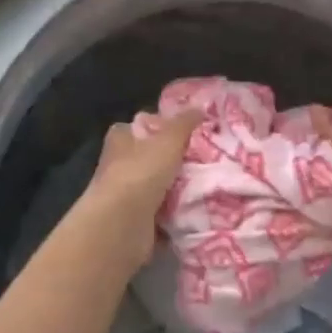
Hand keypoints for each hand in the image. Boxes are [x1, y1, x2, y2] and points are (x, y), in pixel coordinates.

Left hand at [78, 110, 202, 265]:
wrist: (122, 225)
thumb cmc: (141, 173)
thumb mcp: (168, 140)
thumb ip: (184, 123)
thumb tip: (200, 107)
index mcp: (122, 139)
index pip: (143, 125)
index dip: (164, 126)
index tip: (192, 131)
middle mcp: (120, 164)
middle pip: (154, 156)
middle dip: (178, 159)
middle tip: (210, 158)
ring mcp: (127, 194)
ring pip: (161, 185)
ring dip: (181, 187)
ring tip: (212, 183)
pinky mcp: (136, 220)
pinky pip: (164, 212)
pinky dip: (178, 213)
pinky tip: (200, 208)